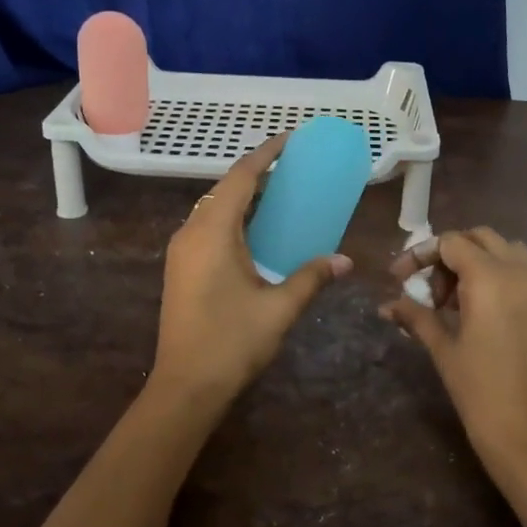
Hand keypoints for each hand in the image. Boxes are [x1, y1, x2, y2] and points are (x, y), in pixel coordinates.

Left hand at [149, 131, 353, 412]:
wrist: (185, 387)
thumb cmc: (232, 342)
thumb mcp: (279, 308)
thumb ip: (312, 277)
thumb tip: (345, 261)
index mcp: (213, 233)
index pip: (241, 177)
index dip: (266, 154)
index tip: (291, 139)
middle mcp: (191, 233)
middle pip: (225, 189)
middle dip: (258, 173)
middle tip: (294, 168)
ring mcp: (182, 251)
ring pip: (214, 208)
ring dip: (244, 197)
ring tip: (280, 195)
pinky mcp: (181, 268)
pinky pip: (208, 227)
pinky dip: (234, 218)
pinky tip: (256, 233)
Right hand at [383, 229, 526, 523]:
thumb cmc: (484, 398)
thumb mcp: (445, 353)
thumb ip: (417, 318)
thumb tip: (388, 304)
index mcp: (490, 279)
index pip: (451, 242)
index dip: (421, 254)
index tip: (399, 278)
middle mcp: (521, 273)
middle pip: (480, 238)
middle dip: (449, 254)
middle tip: (428, 289)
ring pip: (507, 251)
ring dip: (478, 262)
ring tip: (454, 299)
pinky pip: (525, 274)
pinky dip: (500, 277)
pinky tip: (481, 313)